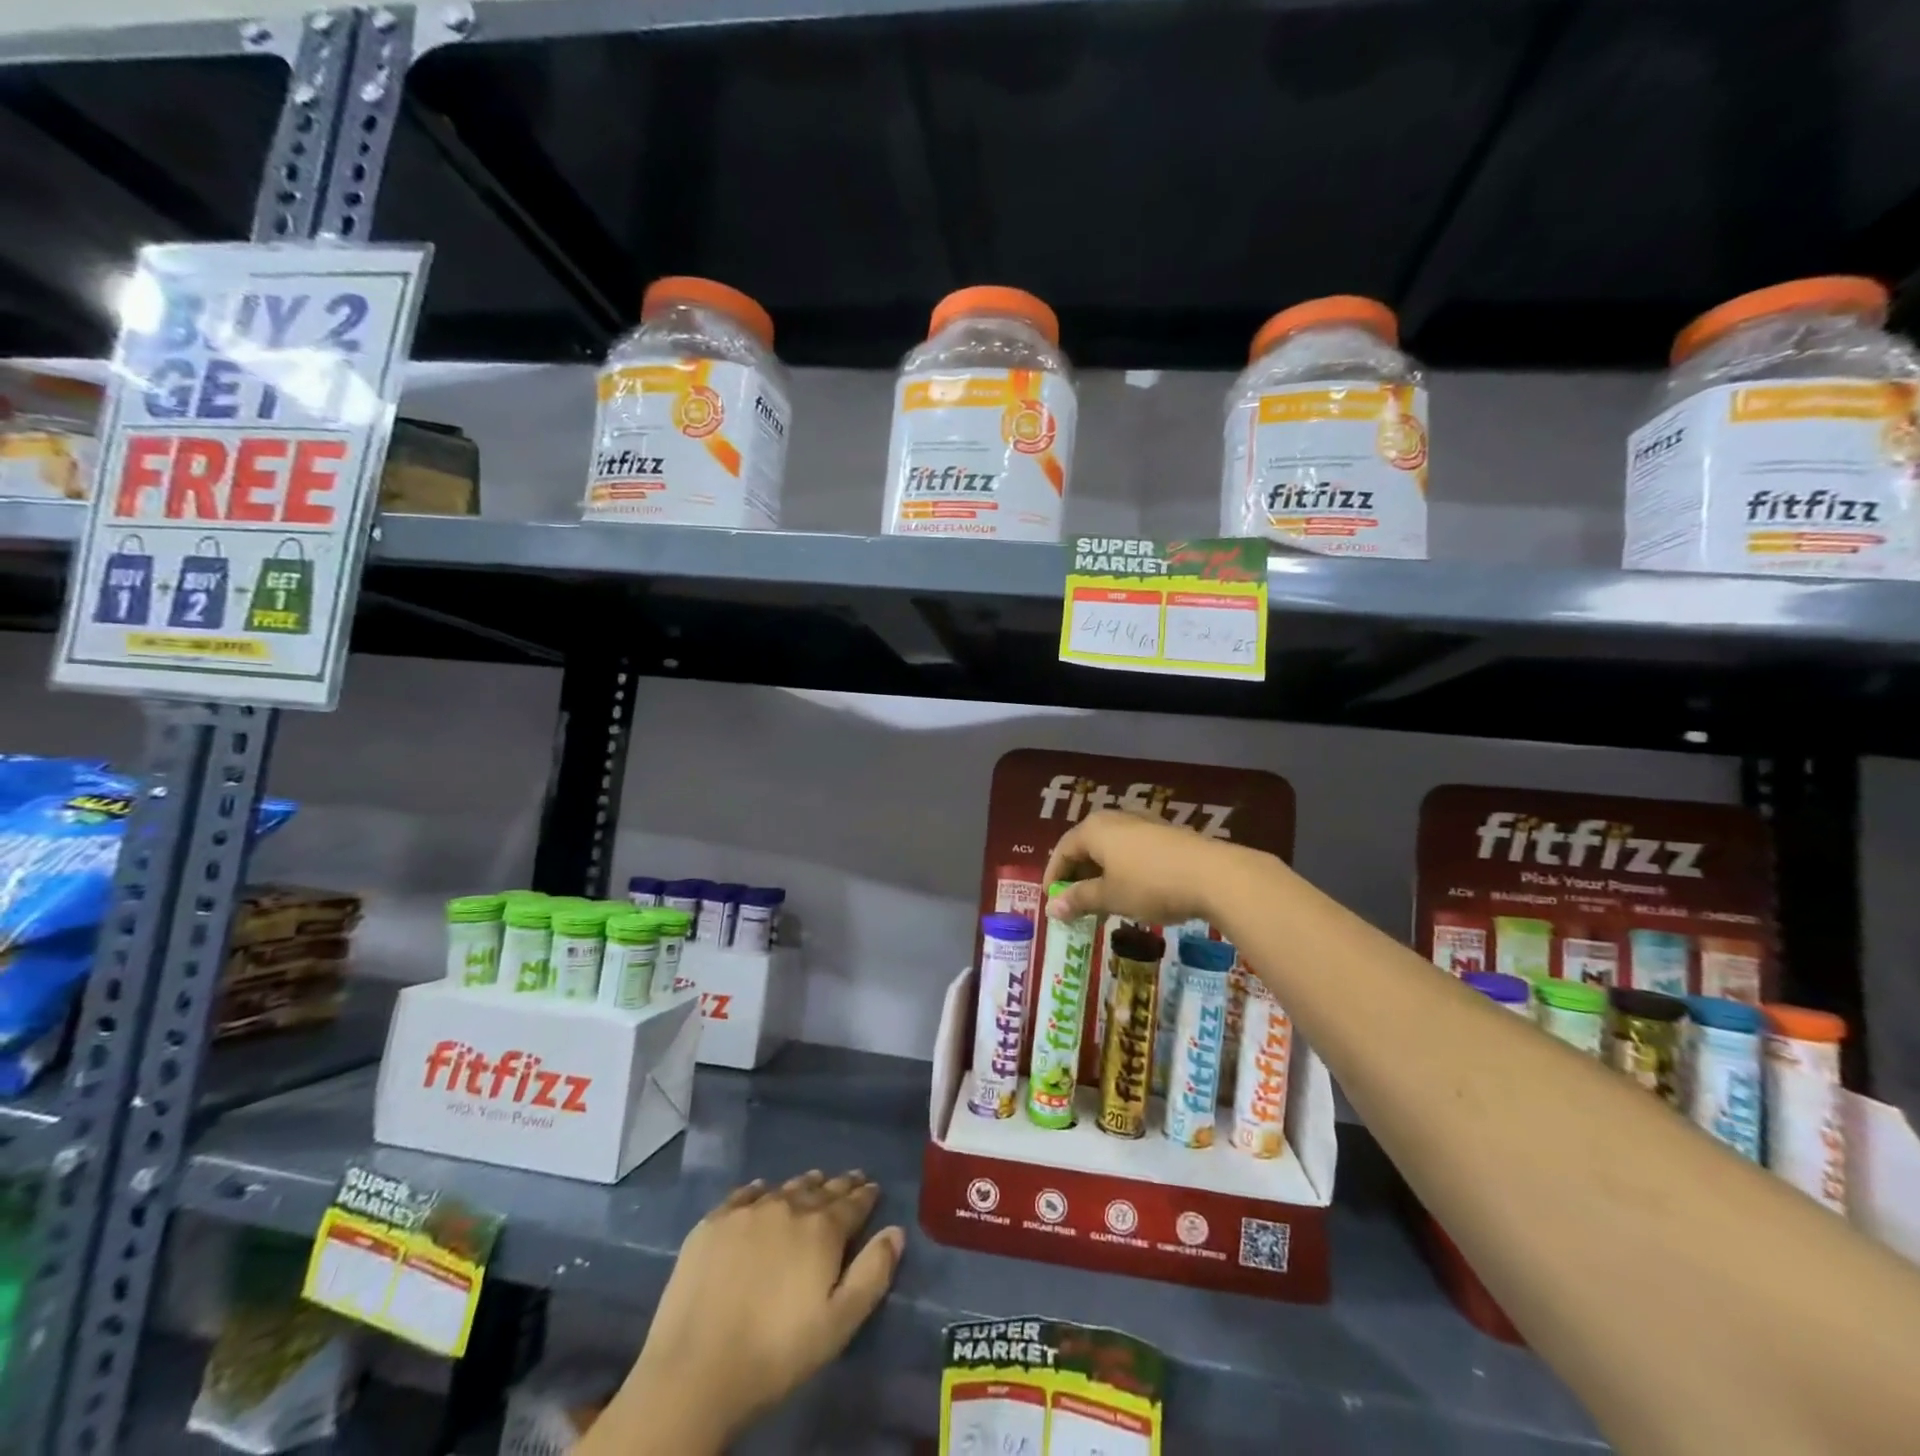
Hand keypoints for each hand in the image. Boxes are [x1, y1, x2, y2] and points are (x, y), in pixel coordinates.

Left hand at [601, 1171, 903, 1453]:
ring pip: (784, 1188)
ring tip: (814, 1180)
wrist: (696, 1369)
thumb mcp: (838, 1323)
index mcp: (822, 1230)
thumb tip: (896, 1231)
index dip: (865, 1195)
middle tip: (849, 1179)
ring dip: (803, 1185)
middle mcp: (787, 1208)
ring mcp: (747, 1212)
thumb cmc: (776, 1353)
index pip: (852, 1203)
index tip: (872, 1187)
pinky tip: (762, 1191)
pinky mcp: (713, 1223)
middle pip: (820, 1190)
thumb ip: (872, 1273)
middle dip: (838, 1185)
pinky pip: (744, 1195)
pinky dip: (760, 1191)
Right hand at [1042, 809, 1245, 925]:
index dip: (1054, 875)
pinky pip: (1133, 849)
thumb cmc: (1150, 884)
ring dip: (1101, 872)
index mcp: (1094, 829)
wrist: (1214, 875)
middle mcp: (1115, 818)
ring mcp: (1144, 823)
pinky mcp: (1166, 833)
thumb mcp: (1110, 896)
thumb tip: (1051, 908)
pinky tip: (1133, 890)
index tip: (1051, 900)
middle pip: (1086, 845)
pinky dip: (1123, 868)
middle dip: (1077, 873)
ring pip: (1111, 847)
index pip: (1062, 849)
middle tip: (1075, 902)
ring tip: (1103, 899)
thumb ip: (1079, 899)